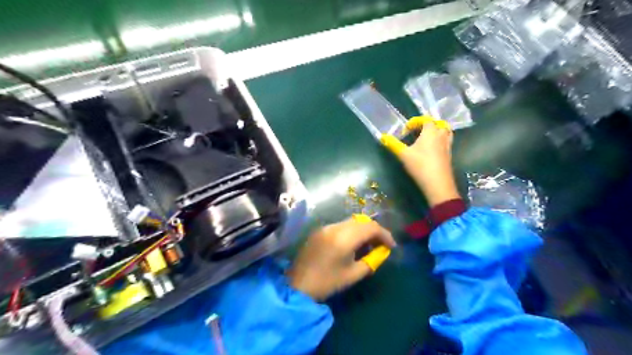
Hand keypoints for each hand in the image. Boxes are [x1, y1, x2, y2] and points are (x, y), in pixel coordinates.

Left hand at [289, 218, 393, 300]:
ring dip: (362, 230)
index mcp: (344, 238)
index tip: (391, 246)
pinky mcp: (319, 230)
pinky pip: (340, 226)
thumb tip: (381, 252)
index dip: (384, 234)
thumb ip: (370, 261)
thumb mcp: (353, 274)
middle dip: (374, 231)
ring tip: (368, 245)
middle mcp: (335, 227)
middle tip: (381, 245)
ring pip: (351, 222)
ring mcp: (325, 227)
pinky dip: (351, 231)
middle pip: (361, 221)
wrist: (298, 285)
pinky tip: (352, 244)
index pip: (370, 227)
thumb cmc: (327, 282)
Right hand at [380, 116, 460, 206]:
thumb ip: (393, 144)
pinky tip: (430, 150)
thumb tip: (382, 136)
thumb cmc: (420, 165)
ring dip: (437, 132)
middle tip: (418, 132)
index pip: (425, 120)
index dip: (414, 122)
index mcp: (431, 132)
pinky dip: (439, 141)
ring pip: (445, 133)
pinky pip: (446, 142)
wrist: (438, 184)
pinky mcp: (449, 156)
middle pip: (439, 124)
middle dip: (428, 125)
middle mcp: (441, 136)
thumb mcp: (403, 154)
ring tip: (426, 139)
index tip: (405, 131)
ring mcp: (447, 146)